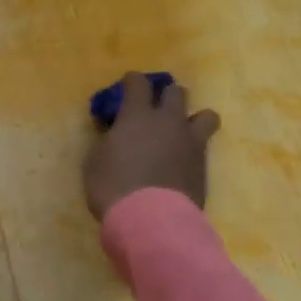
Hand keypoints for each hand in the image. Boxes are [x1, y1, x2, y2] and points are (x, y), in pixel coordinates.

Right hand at [83, 71, 220, 218]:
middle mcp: (168, 121)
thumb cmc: (113, 187)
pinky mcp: (203, 165)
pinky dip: (194, 148)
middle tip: (155, 110)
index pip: (138, 82)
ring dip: (193, 118)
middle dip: (165, 95)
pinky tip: (183, 160)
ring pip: (205, 114)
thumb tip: (114, 133)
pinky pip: (205, 145)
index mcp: (137, 115)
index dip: (132, 81)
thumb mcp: (95, 161)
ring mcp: (190, 142)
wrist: (151, 220)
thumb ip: (108, 140)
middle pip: (175, 92)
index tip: (127, 86)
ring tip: (182, 132)